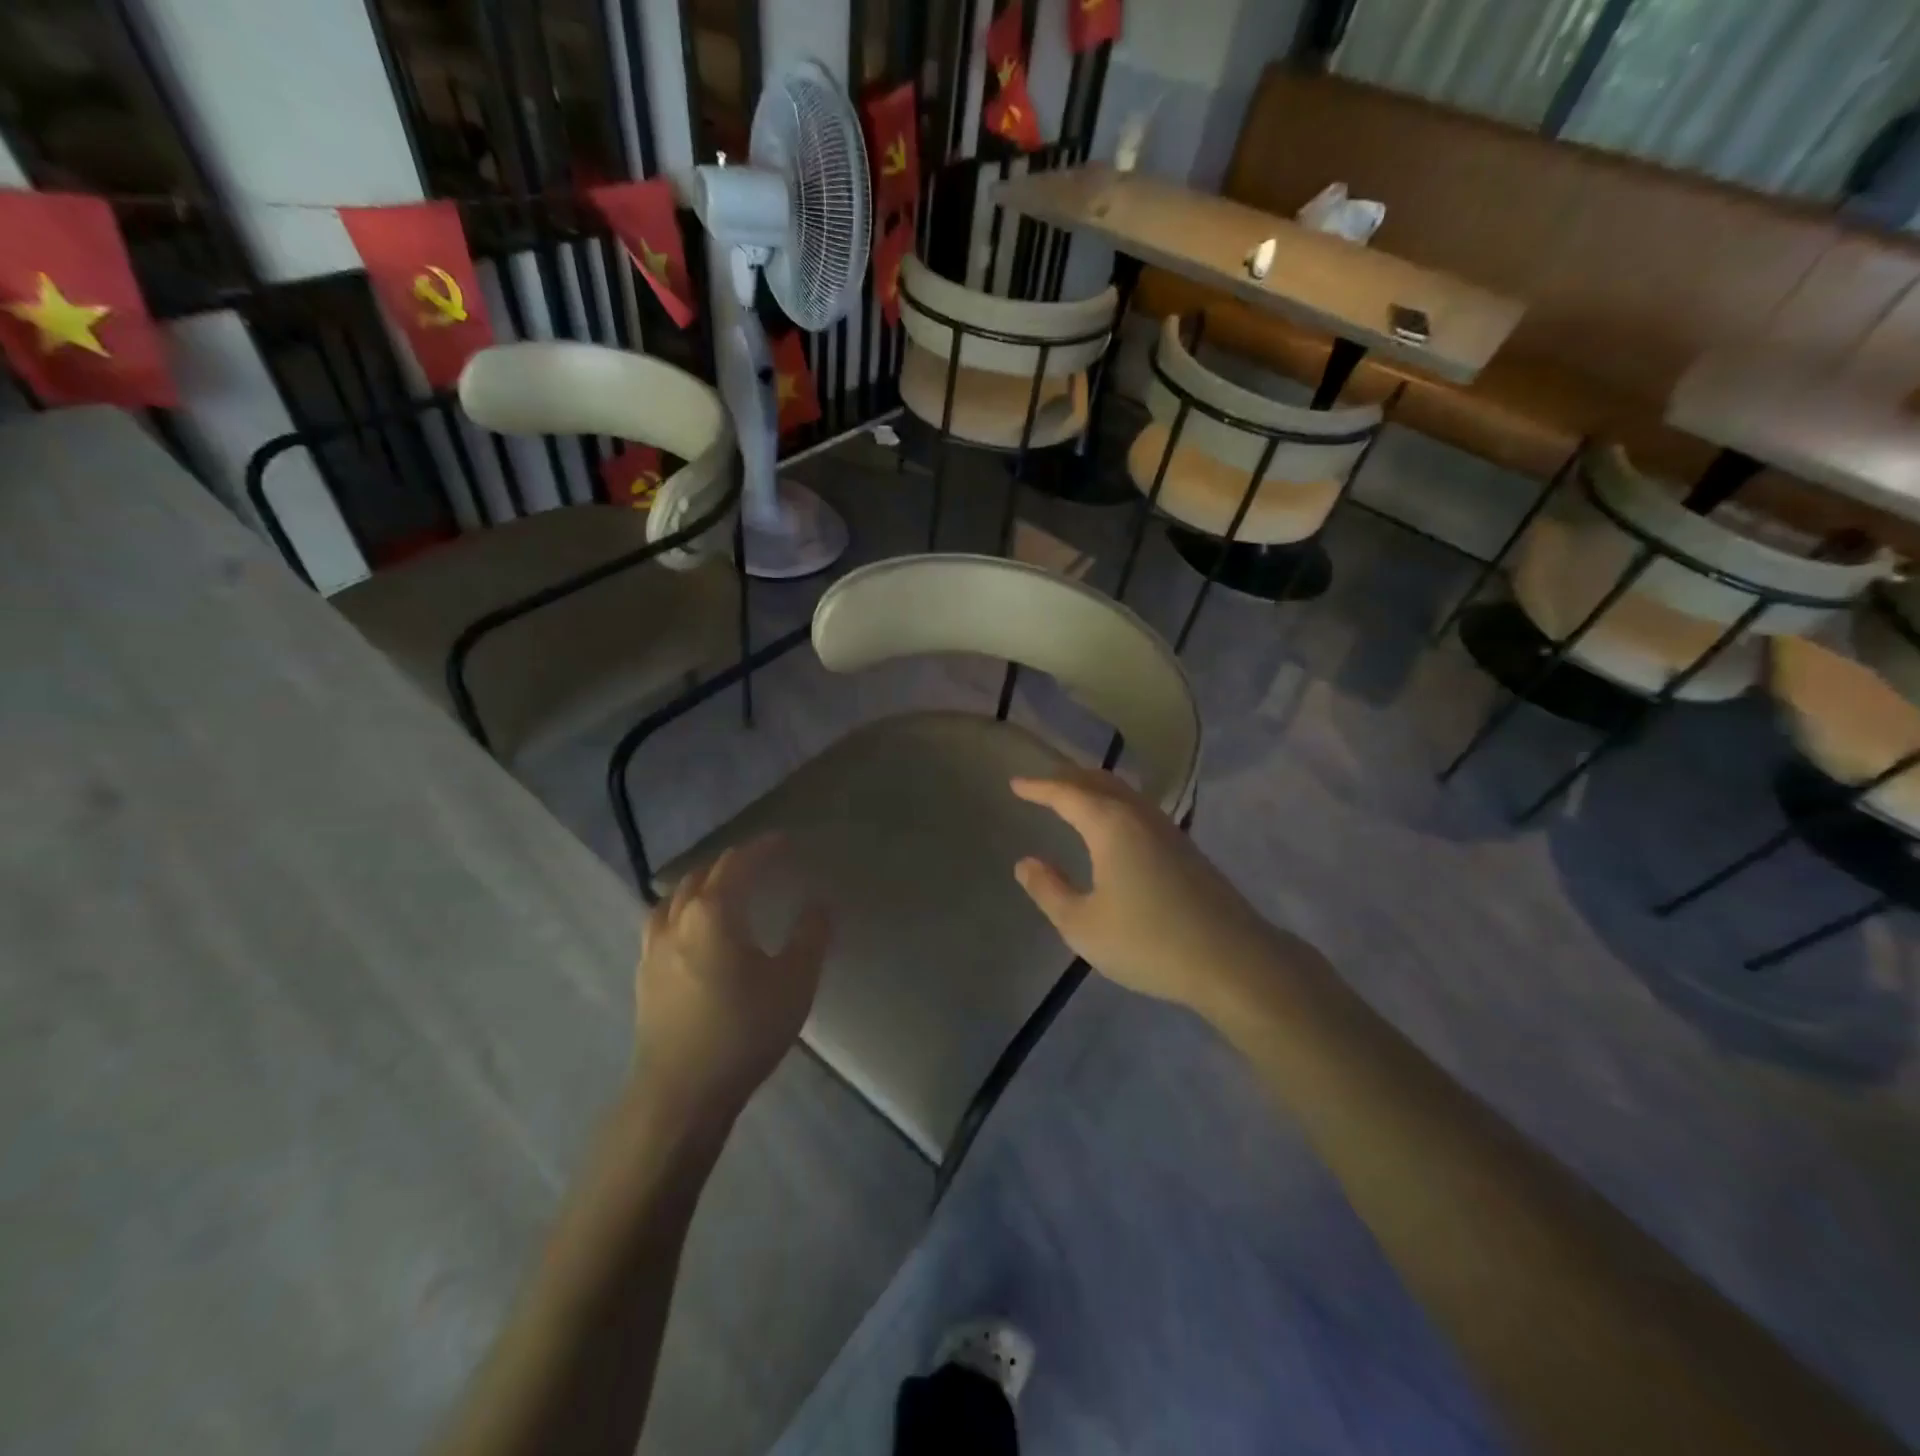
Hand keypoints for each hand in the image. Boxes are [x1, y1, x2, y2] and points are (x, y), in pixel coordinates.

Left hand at [632, 835, 830, 1126]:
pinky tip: (691, 927)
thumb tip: (819, 904)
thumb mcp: (794, 981)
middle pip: (703, 875)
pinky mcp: (644, 975)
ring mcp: (654, 948)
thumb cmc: (743, 1031)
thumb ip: (810, 936)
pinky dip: (681, 908)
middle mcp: (678, 920)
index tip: (785, 841)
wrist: (681, 1094)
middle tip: (761, 861)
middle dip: (733, 862)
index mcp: (713, 912)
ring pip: (675, 897)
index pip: (738, 864)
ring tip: (722, 886)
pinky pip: (661, 922)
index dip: (763, 848)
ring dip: (702, 882)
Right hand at [1011, 769, 1282, 1017]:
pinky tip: (1113, 826)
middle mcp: (1139, 815)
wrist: (1233, 960)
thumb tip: (1026, 862)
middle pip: (1098, 782)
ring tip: (1072, 798)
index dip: (1038, 787)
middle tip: (1040, 784)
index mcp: (1110, 825)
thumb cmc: (1148, 941)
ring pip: (1123, 793)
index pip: (1066, 793)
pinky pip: (1138, 809)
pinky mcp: (1185, 848)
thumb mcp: (1082, 925)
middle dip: (1066, 778)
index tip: (1015, 784)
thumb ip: (1048, 890)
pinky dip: (1114, 804)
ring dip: (1093, 788)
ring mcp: (1167, 829)